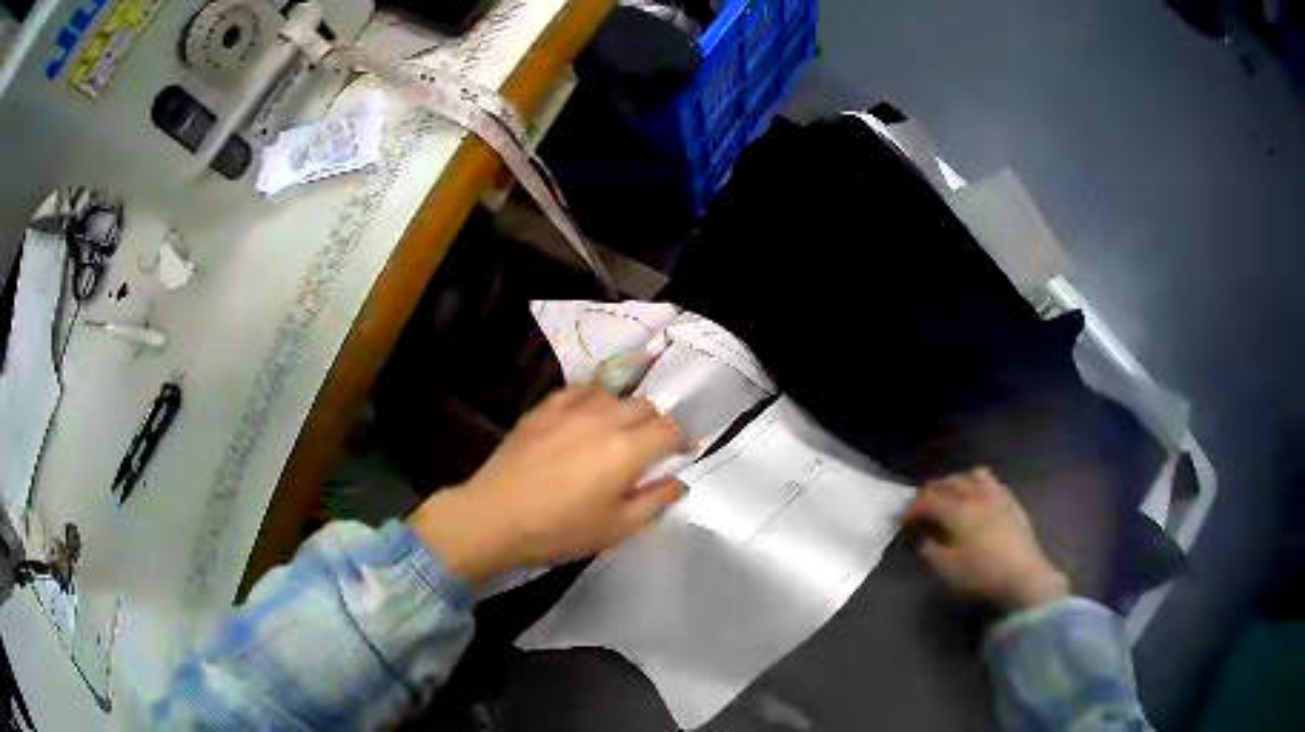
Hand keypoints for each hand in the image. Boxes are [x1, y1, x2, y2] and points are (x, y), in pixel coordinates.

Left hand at [408, 387, 688, 582]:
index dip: (683, 439)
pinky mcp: (544, 407)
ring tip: (616, 432)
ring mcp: (571, 408)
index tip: (682, 452)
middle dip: (655, 425)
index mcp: (627, 450)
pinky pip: (580, 390)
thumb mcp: (616, 528)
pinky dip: (593, 401)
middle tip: (649, 449)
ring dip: (624, 410)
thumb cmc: (559, 530)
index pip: (670, 429)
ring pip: (614, 394)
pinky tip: (585, 418)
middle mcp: (604, 419)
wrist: (494, 516)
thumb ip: (655, 502)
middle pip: (645, 406)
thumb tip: (679, 482)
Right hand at [905, 468, 1068, 611]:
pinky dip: (976, 484)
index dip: (912, 510)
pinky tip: (976, 499)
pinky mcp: (1011, 500)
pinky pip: (990, 481)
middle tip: (921, 508)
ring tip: (949, 497)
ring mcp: (996, 494)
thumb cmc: (981, 574)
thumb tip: (924, 537)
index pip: (927, 500)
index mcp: (956, 510)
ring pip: (970, 475)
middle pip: (947, 482)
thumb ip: (930, 550)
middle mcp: (975, 494)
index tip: (904, 523)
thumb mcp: (946, 569)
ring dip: (955, 482)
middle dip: (930, 492)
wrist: (1023, 575)